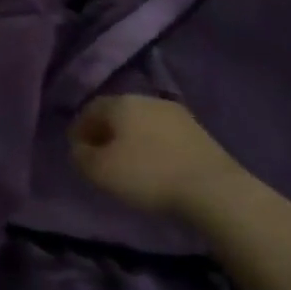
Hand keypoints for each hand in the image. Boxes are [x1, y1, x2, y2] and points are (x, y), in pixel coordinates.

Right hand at [71, 94, 240, 216]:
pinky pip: (164, 135)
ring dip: (132, 139)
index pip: (90, 109)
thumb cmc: (147, 175)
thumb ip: (80, 155)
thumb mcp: (98, 170)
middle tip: (100, 156)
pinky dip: (154, 147)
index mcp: (121, 102)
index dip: (79, 129)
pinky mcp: (200, 132)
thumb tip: (80, 148)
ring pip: (143, 123)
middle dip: (106, 132)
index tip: (77, 151)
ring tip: (129, 164)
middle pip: (118, 113)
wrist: (213, 190)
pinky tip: (156, 166)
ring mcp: (177, 114)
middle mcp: (148, 99)